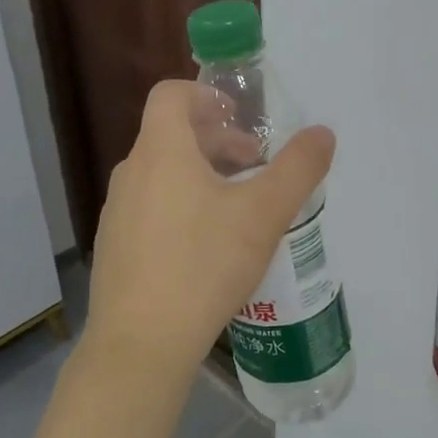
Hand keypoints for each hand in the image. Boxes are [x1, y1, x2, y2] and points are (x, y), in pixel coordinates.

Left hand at [83, 81, 335, 387]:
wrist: (141, 343)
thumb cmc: (204, 264)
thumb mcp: (264, 214)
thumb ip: (298, 168)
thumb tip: (323, 133)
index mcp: (161, 151)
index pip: (171, 94)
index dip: (206, 95)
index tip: (239, 118)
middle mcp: (131, 173)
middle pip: (171, 135)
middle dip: (217, 141)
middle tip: (255, 166)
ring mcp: (116, 212)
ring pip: (162, 174)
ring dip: (201, 175)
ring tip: (237, 209)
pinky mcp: (114, 247)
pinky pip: (150, 208)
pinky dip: (180, 206)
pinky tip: (206, 249)